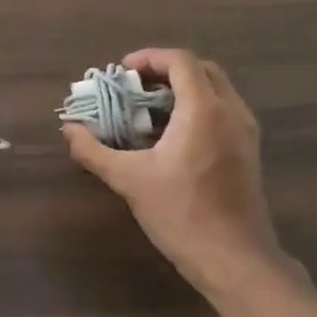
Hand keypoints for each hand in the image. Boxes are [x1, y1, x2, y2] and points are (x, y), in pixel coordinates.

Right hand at [63, 48, 293, 297]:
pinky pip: (223, 111)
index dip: (149, 58)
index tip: (122, 72)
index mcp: (204, 110)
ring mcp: (245, 132)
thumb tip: (68, 129)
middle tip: (135, 87)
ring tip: (148, 108)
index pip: (180, 61)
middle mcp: (231, 112)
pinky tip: (171, 135)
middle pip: (201, 69)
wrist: (234, 259)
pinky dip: (197, 108)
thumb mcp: (129, 180)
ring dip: (183, 88)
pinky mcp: (248, 151)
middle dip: (166, 70)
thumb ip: (94, 151)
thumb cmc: (181, 214)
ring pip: (216, 90)